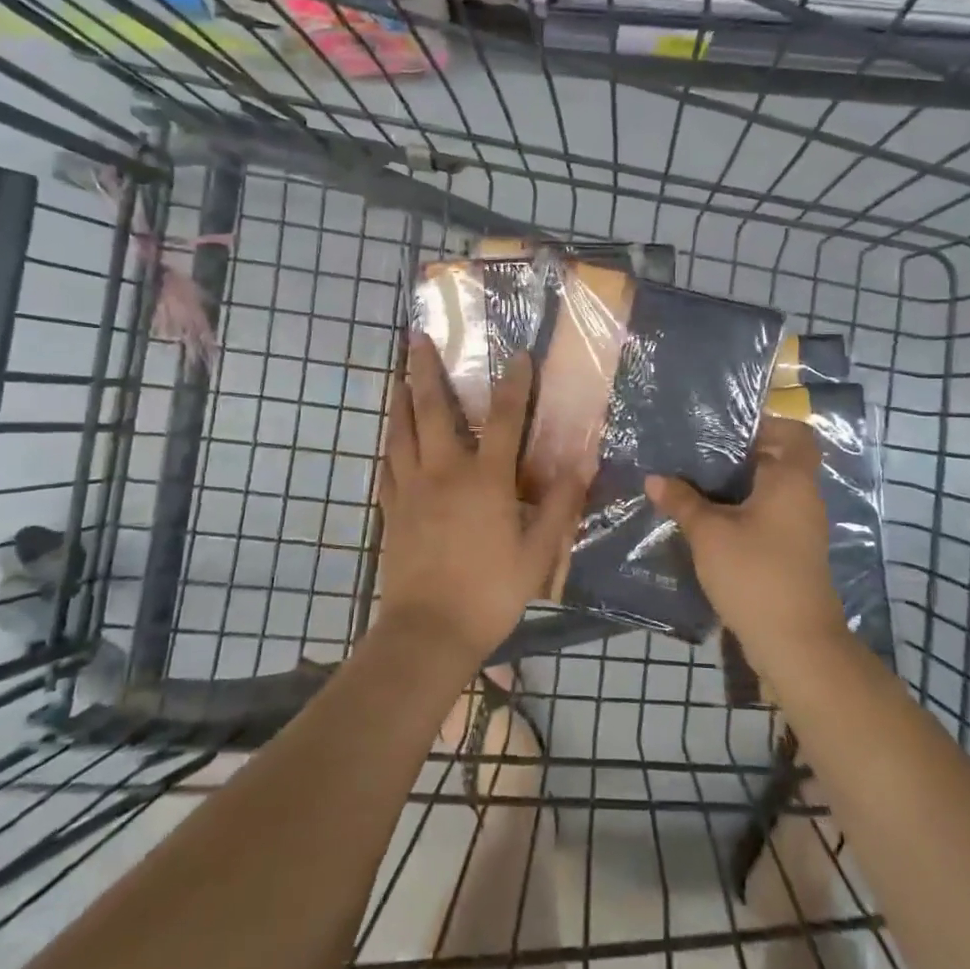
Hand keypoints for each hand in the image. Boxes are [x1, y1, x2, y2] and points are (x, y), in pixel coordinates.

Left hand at [375, 334, 588, 666]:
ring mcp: (412, 489)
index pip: (504, 419)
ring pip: (402, 432)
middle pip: (433, 410)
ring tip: (397, 376)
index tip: (519, 355)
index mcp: (485, 479)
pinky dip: (389, 445)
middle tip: (415, 338)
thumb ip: (559, 505)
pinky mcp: (392, 510)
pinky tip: (390, 438)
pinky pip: (387, 467)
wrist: (429, 630)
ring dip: (401, 399)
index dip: (515, 385)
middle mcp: (444, 472)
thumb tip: (583, 463)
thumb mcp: (538, 553)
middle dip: (425, 370)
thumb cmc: (490, 591)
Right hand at [646, 417, 846, 673]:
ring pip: (768, 490)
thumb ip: (682, 501)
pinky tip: (705, 518)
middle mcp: (802, 497)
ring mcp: (799, 527)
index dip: (765, 423)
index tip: (723, 426)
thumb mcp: (709, 534)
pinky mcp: (790, 552)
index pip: (794, 433)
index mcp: (792, 480)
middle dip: (736, 454)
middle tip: (694, 450)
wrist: (795, 643)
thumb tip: (655, 478)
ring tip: (691, 480)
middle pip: (776, 459)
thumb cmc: (755, 574)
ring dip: (735, 485)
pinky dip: (739, 511)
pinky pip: (765, 515)